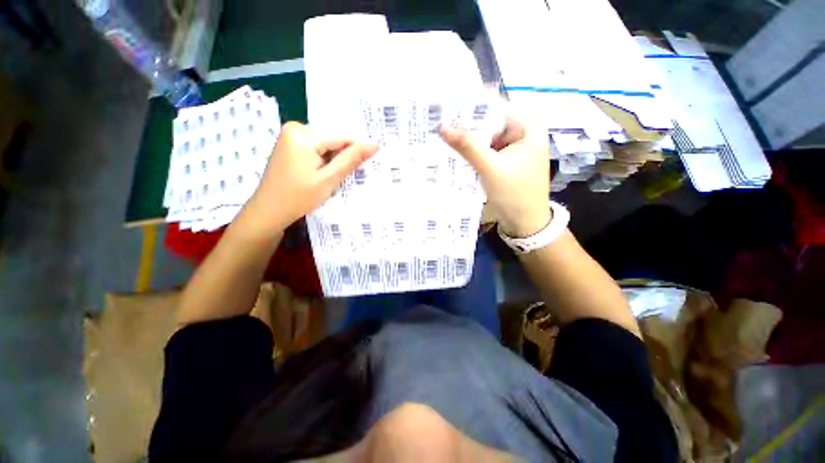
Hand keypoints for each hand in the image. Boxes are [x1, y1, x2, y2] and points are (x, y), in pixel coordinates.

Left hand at [240, 122, 378, 238]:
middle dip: (342, 157)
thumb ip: (351, 160)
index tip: (362, 168)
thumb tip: (375, 145)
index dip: (356, 151)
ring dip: (334, 160)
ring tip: (331, 178)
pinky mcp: (289, 145)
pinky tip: (322, 174)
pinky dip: (324, 160)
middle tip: (342, 177)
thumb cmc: (299, 197)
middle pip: (333, 139)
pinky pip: (316, 148)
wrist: (269, 211)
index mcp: (303, 134)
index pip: (342, 136)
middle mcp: (295, 128)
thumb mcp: (329, 179)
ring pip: (326, 144)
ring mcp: (290, 136)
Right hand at [440, 118, 550, 237]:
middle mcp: (525, 135)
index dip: (470, 114)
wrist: (526, 223)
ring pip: (489, 142)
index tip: (446, 116)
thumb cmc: (513, 193)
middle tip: (443, 131)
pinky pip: (490, 155)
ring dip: (472, 146)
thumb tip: (443, 127)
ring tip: (448, 144)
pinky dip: (477, 157)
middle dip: (470, 133)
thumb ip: (467, 146)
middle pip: (491, 128)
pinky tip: (460, 158)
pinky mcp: (509, 164)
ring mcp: (517, 151)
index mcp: (528, 128)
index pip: (494, 112)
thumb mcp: (489, 167)